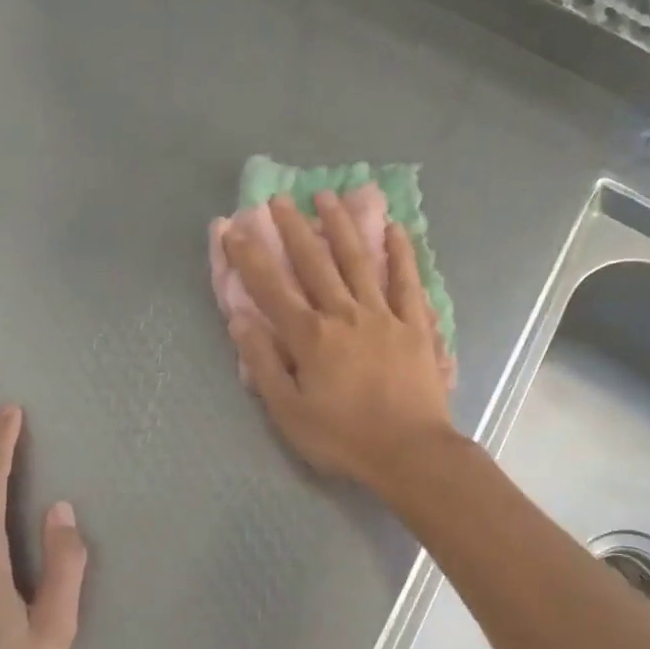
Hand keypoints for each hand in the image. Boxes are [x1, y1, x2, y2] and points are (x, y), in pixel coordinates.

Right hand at [223, 192, 455, 491]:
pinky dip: (401, 254)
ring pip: (358, 261)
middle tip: (279, 200)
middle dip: (293, 229)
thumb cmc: (344, 437)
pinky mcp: (414, 324)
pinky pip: (407, 282)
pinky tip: (395, 229)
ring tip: (327, 197)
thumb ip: (264, 364)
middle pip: (314, 264)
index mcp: (310, 337)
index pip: (272, 289)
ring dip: (340, 227)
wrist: (409, 451)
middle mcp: (344, 314)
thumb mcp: (289, 412)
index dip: (250, 257)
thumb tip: (241, 321)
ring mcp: (382, 315)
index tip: (234, 228)